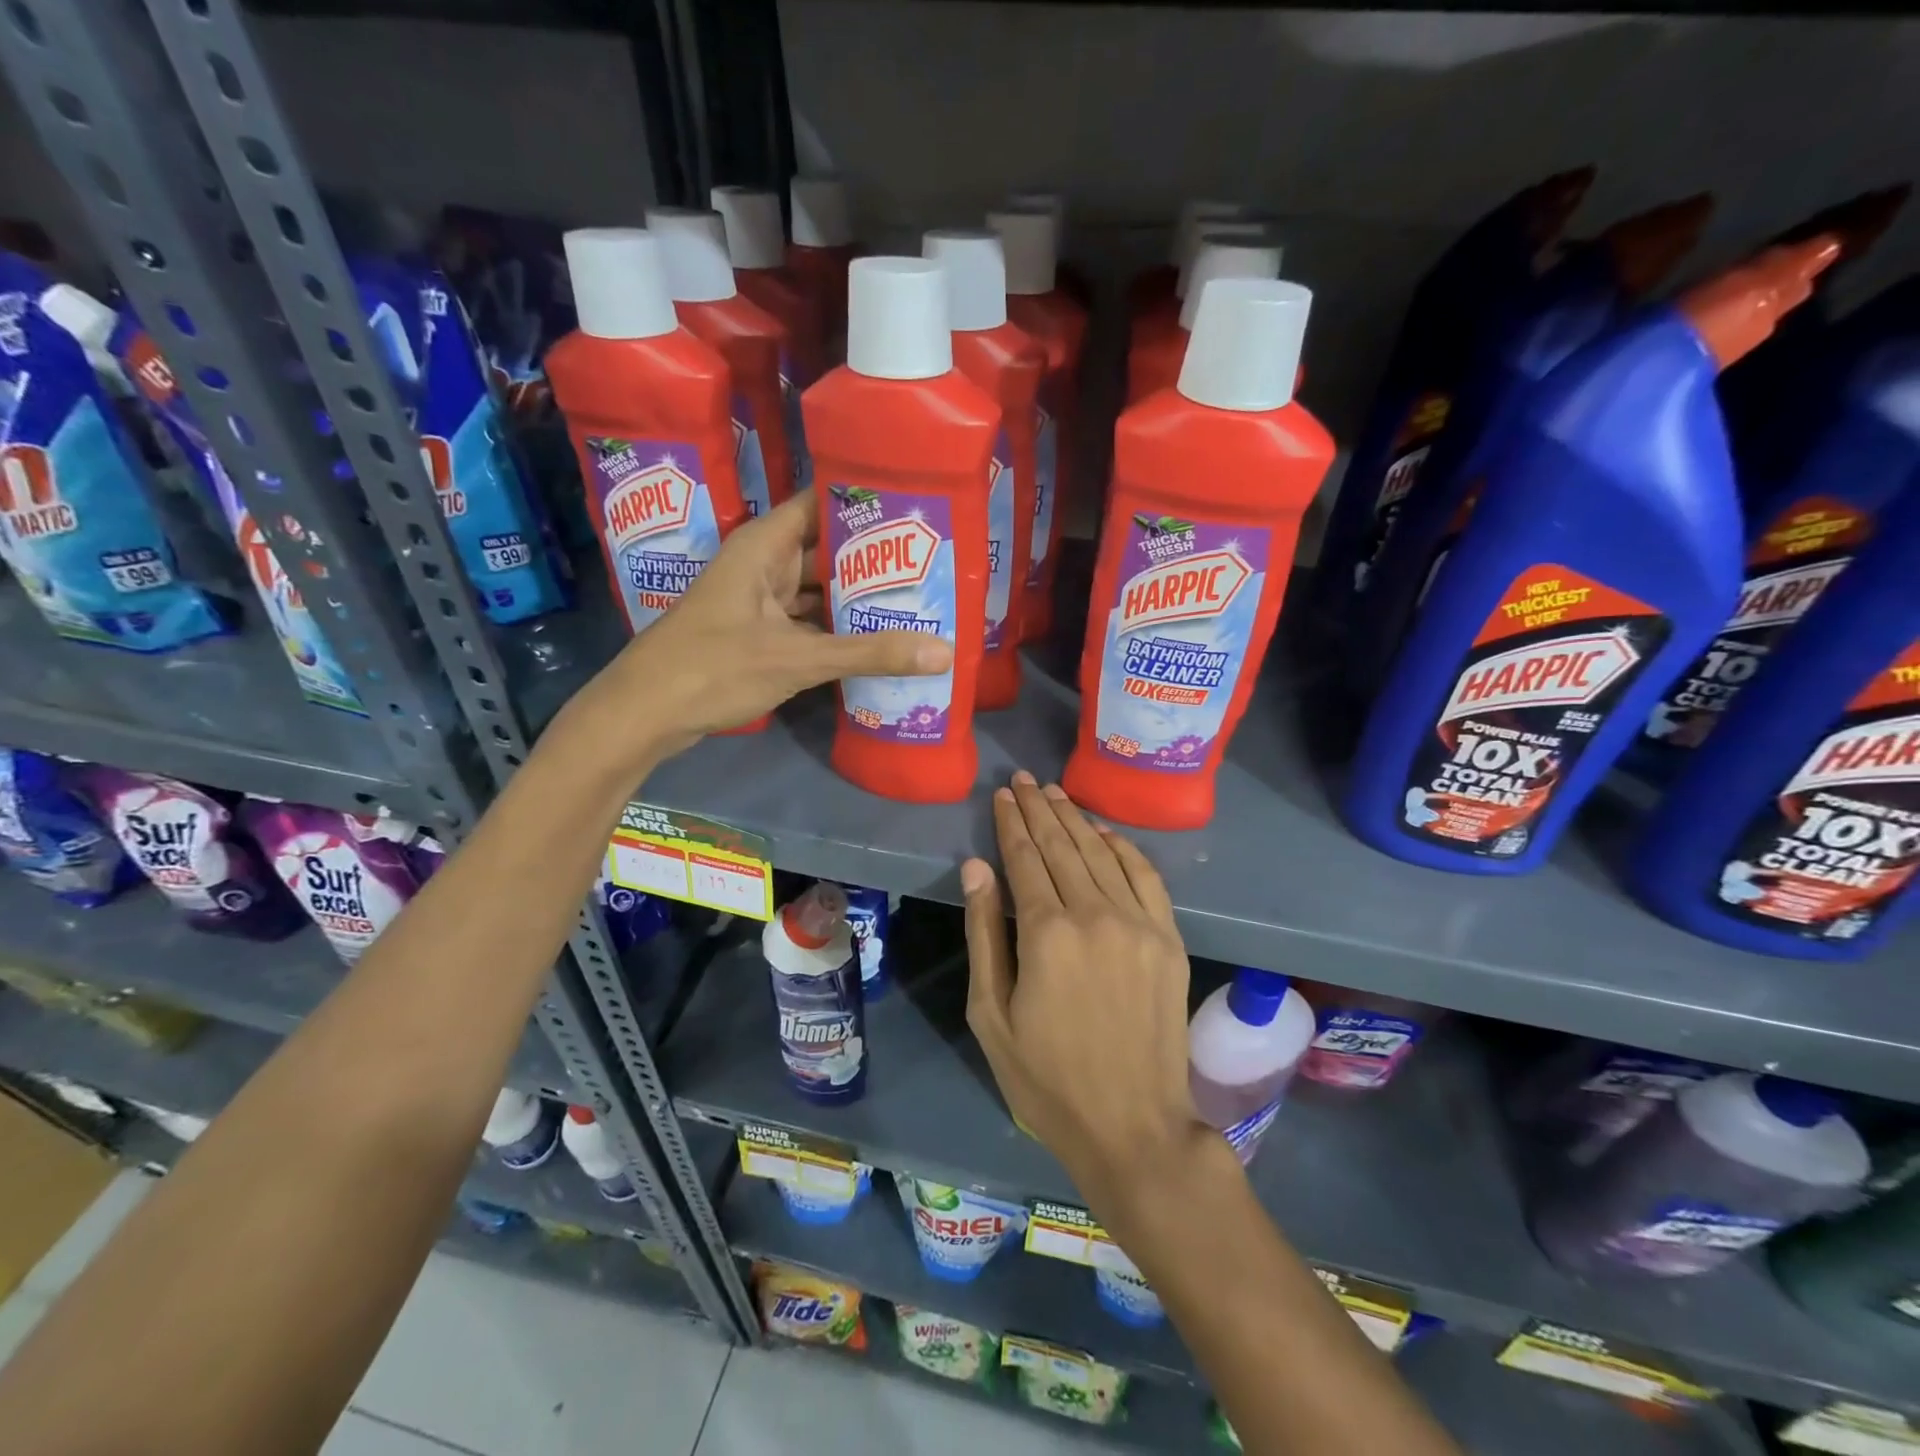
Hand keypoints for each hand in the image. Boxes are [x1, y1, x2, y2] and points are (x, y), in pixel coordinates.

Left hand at [565, 489, 950, 767]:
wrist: (644, 713)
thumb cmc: (713, 668)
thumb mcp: (797, 659)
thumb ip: (868, 654)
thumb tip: (942, 652)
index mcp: (763, 545)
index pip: (821, 503)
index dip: (865, 502)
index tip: (915, 507)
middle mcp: (761, 564)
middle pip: (825, 548)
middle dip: (872, 557)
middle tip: (931, 560)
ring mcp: (758, 600)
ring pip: (817, 588)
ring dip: (856, 596)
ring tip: (913, 598)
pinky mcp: (757, 634)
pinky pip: (806, 620)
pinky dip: (835, 628)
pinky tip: (873, 639)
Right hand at [962, 772, 1209, 1219]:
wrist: (1134, 1127)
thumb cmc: (1046, 1079)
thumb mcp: (991, 1015)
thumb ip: (984, 934)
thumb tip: (977, 867)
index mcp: (1047, 932)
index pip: (1025, 858)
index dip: (1011, 823)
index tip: (1003, 795)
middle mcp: (1095, 914)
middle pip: (1062, 845)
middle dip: (1040, 808)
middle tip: (1026, 780)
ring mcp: (1139, 924)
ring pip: (1102, 853)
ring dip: (1077, 819)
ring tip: (1057, 794)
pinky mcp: (1169, 939)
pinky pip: (1145, 877)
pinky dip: (1123, 848)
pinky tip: (1105, 832)